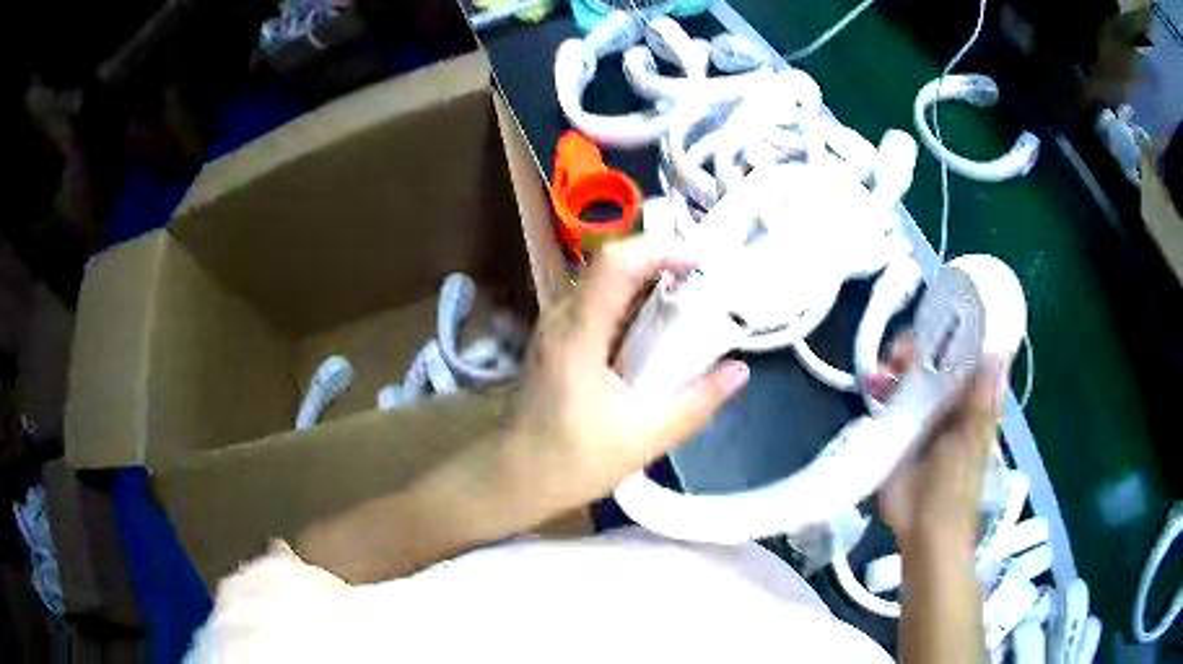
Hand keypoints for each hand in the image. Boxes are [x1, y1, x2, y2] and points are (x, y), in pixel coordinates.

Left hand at [503, 237, 749, 511]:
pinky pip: (600, 302)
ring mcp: (556, 326)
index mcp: (577, 335)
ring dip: (649, 281)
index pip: (615, 263)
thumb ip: (695, 405)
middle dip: (661, 261)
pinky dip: (634, 303)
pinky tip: (658, 329)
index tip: (702, 264)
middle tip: (706, 282)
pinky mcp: (559, 339)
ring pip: (605, 280)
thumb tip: (740, 370)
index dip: (660, 250)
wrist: (512, 478)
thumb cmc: (569, 463)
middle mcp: (562, 318)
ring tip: (691, 301)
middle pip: (612, 263)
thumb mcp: (642, 440)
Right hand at [877, 338, 1006, 552]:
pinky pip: (891, 400)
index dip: (952, 337)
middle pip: (933, 363)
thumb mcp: (972, 440)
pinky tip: (872, 387)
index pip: (964, 358)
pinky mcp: (899, 431)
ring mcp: (923, 416)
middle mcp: (948, 403)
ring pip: (910, 379)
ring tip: (880, 370)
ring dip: (895, 368)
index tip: (934, 324)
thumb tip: (998, 355)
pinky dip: (882, 389)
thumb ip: (981, 401)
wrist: (924, 528)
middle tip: (897, 350)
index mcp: (971, 402)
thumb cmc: (956, 486)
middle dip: (916, 351)